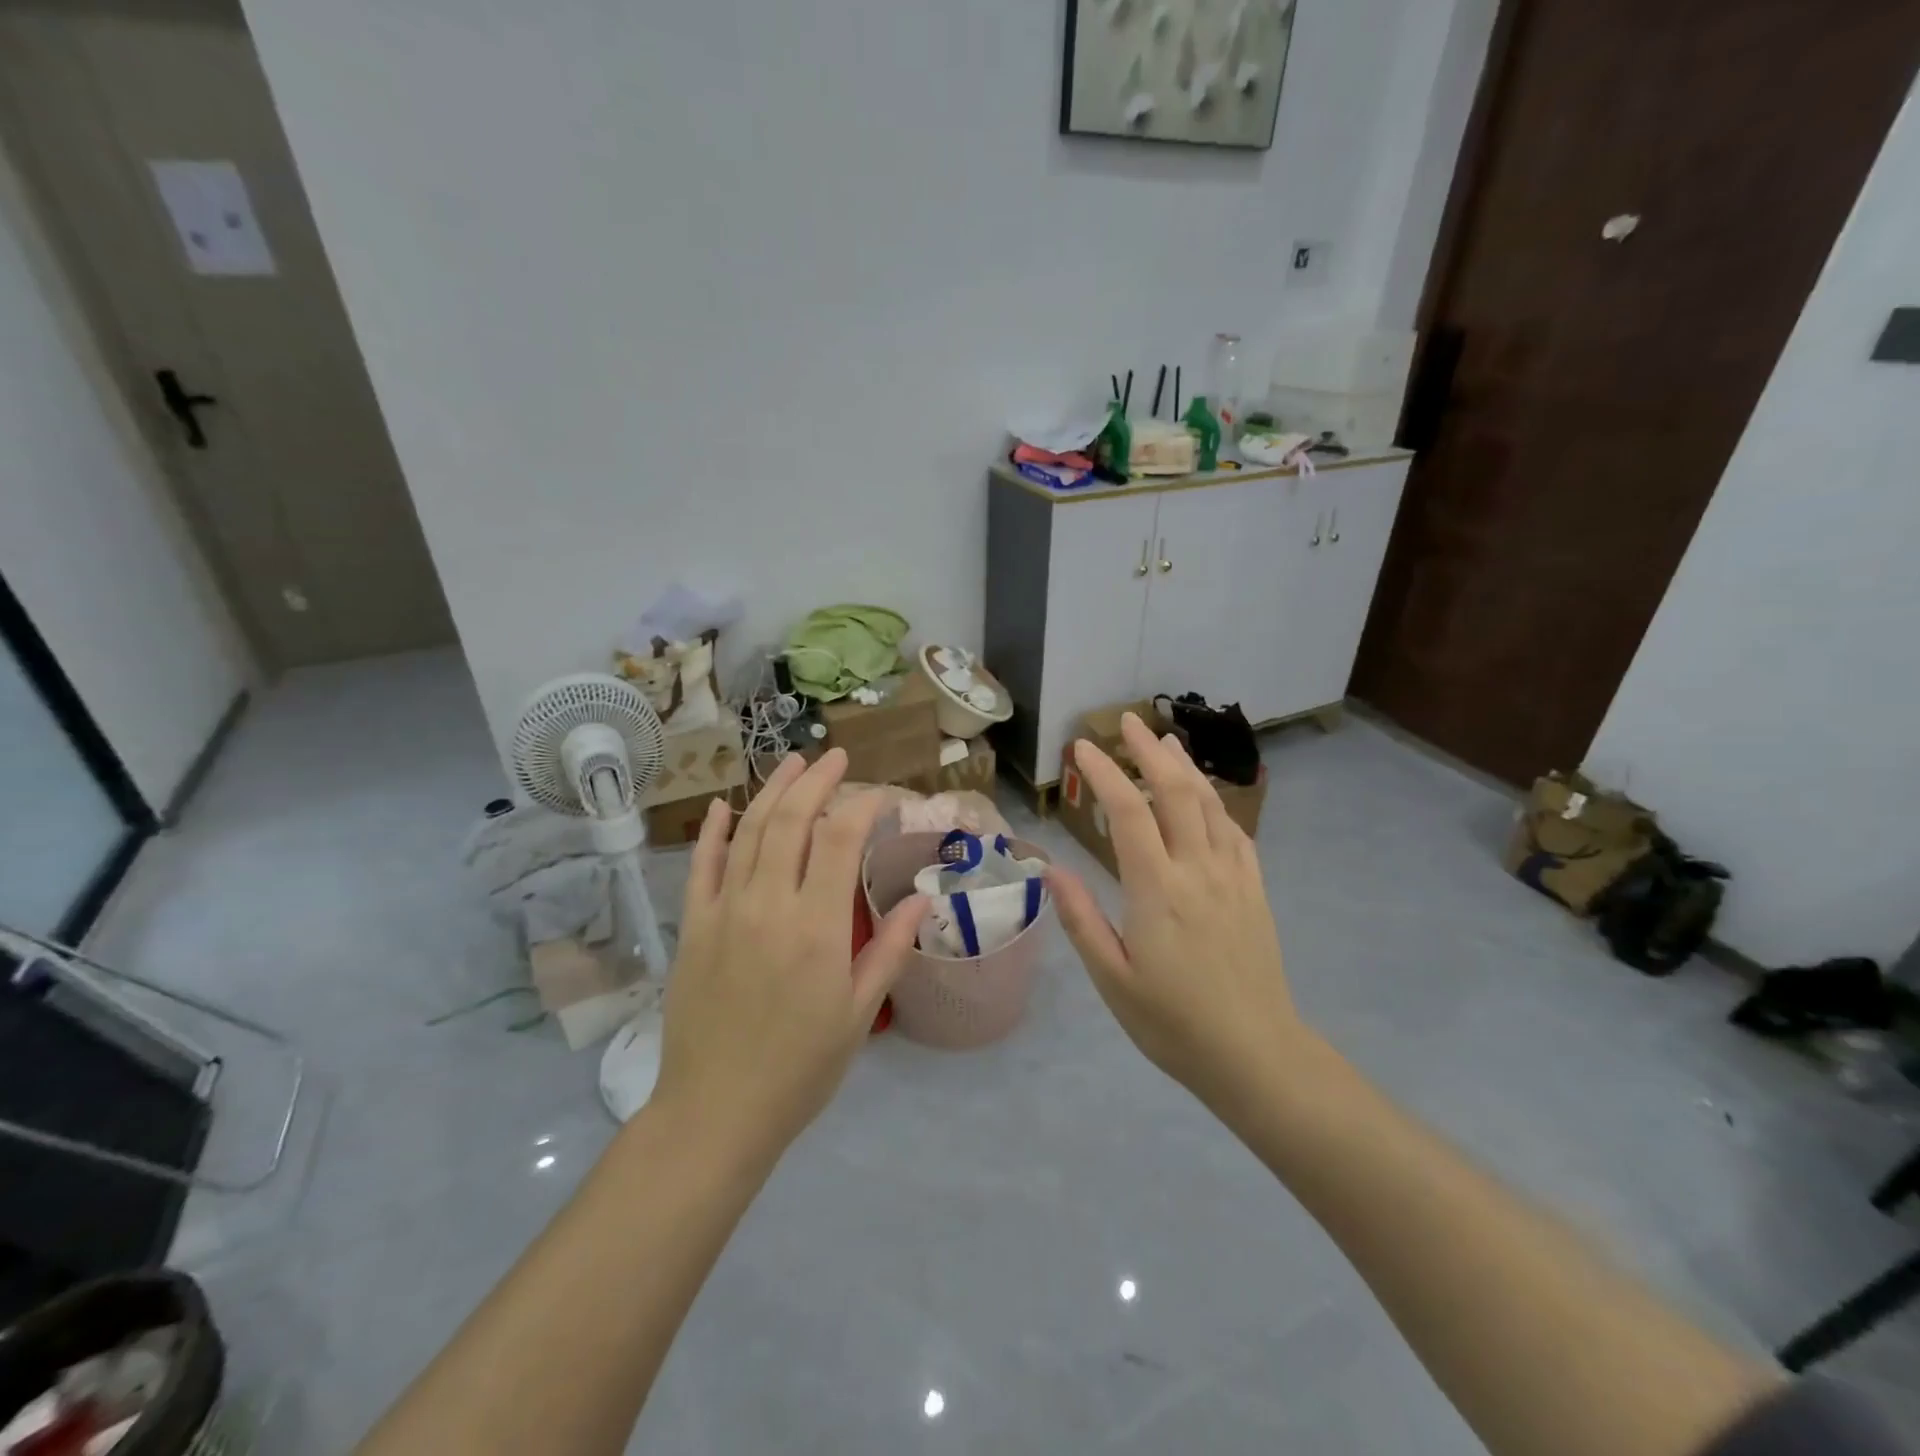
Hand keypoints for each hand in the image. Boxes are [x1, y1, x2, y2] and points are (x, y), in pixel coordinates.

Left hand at [653, 749, 924, 1160]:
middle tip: (836, 757)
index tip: (880, 795)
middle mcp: (768, 904)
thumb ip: (889, 948)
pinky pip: (702, 867)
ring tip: (793, 763)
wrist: (716, 1112)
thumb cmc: (801, 1067)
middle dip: (817, 780)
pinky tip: (726, 807)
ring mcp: (724, 911)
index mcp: (816, 925)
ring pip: (749, 832)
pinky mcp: (693, 927)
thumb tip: (922, 896)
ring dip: (773, 791)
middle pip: (792, 820)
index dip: (861, 805)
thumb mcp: (858, 1012)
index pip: (839, 838)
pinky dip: (715, 832)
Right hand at [1048, 713, 1307, 1112]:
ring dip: (1185, 767)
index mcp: (1158, 890)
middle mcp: (1198, 870)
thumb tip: (1049, 870)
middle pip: (1176, 792)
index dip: (1106, 773)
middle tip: (1127, 722)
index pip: (1129, 813)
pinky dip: (1215, 803)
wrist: (1256, 1055)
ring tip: (1165, 741)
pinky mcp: (1254, 890)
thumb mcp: (1113, 979)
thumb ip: (1081, 919)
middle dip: (1149, 751)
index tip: (1083, 746)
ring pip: (1209, 804)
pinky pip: (1235, 832)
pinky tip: (1205, 798)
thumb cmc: (1173, 1023)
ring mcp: (1233, 877)